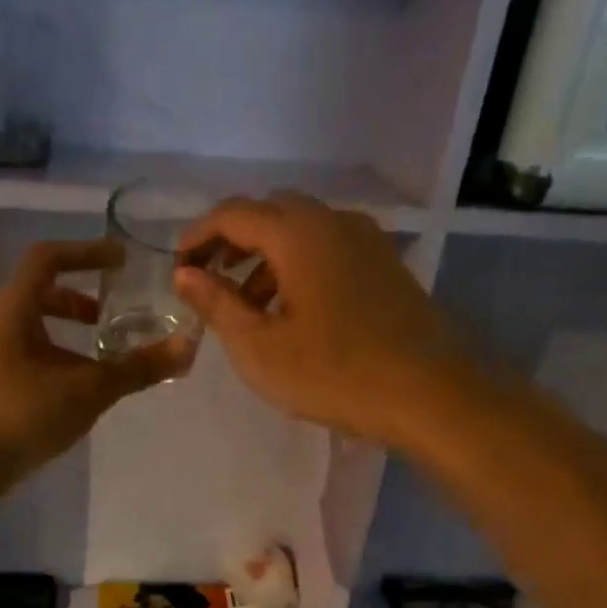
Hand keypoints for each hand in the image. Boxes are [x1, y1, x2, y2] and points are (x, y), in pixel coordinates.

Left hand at [0, 239, 185, 480]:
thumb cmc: (24, 416)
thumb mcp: (89, 390)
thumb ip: (137, 368)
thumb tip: (186, 348)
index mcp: (10, 308)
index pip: (47, 257)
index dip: (87, 252)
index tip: (121, 262)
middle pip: (36, 291)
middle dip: (77, 299)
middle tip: (107, 317)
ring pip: (26, 324)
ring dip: (62, 330)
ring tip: (93, 358)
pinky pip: (16, 349)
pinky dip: (46, 352)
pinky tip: (66, 388)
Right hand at [173, 193, 466, 446]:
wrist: (429, 394)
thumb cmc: (334, 373)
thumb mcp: (260, 347)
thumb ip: (217, 304)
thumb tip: (185, 274)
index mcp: (299, 233)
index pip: (234, 214)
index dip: (198, 236)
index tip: (177, 266)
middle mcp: (335, 222)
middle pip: (270, 213)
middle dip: (232, 241)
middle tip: (210, 282)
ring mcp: (367, 241)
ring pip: (302, 231)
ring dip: (265, 257)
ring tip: (247, 307)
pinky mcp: (386, 266)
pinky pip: (329, 249)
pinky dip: (298, 266)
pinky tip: (293, 311)